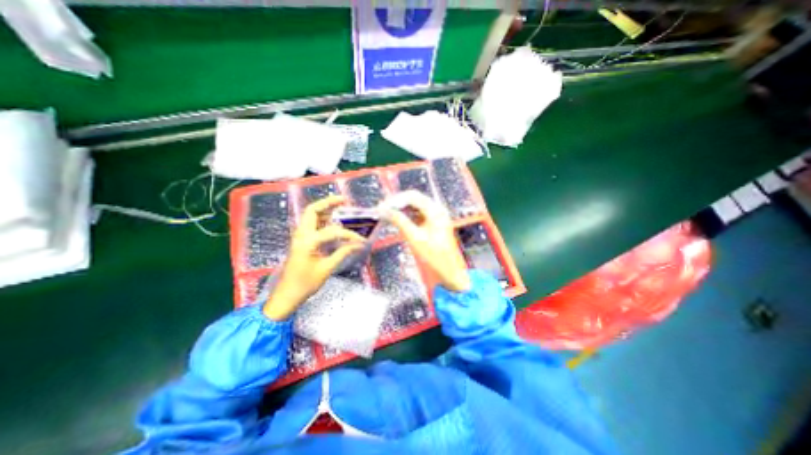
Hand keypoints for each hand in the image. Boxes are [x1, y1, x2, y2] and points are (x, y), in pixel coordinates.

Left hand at [263, 196, 363, 320]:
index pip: (333, 231)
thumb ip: (342, 252)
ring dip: (325, 209)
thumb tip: (358, 244)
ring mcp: (299, 236)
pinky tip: (333, 221)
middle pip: (312, 210)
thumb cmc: (305, 283)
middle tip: (344, 200)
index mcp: (307, 241)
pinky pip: (312, 224)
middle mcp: (301, 234)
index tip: (361, 240)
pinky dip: (322, 219)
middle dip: (329, 202)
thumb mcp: (326, 268)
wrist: (286, 295)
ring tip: (340, 207)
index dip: (349, 235)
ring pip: (311, 215)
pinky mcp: (300, 240)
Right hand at [384, 191, 473, 291]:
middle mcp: (437, 210)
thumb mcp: (415, 238)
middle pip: (414, 198)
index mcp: (436, 211)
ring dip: (401, 207)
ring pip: (415, 205)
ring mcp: (436, 215)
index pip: (412, 197)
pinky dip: (407, 214)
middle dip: (397, 202)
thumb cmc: (435, 256)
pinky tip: (398, 218)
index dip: (395, 200)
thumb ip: (400, 222)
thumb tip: (386, 211)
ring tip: (387, 213)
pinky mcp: (434, 221)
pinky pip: (418, 213)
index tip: (382, 206)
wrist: (449, 270)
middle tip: (382, 208)